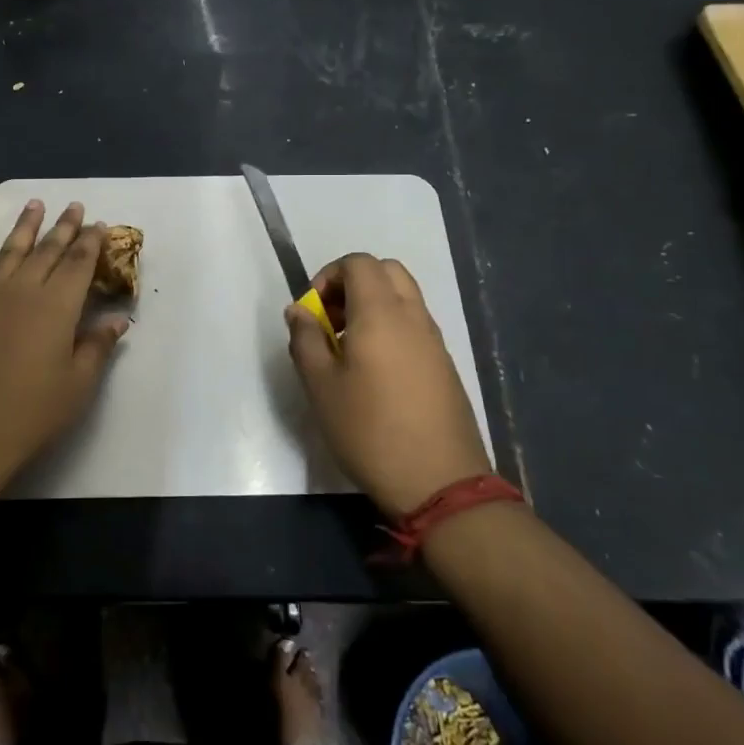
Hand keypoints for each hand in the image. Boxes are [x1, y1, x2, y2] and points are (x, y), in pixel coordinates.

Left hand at [0, 201, 129, 481]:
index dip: (91, 242)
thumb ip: (97, 347)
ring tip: (34, 204)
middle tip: (74, 207)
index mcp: (56, 306)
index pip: (78, 263)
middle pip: (47, 251)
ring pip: (8, 252)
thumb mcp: (77, 385)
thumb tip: (117, 320)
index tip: (100, 224)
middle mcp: (21, 291)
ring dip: (24, 227)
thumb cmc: (31, 414)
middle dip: (63, 227)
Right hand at [285, 253, 487, 514]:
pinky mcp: (444, 364)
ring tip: (348, 347)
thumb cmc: (369, 430)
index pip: (358, 263)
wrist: (439, 481)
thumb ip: (305, 339)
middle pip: (386, 271)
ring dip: (372, 304)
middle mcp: (412, 316)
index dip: (328, 275)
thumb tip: (299, 310)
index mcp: (380, 313)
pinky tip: (374, 370)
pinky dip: (391, 326)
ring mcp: (434, 340)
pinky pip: (415, 324)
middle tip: (330, 320)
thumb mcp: (320, 386)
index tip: (312, 311)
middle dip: (352, 283)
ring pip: (403, 296)